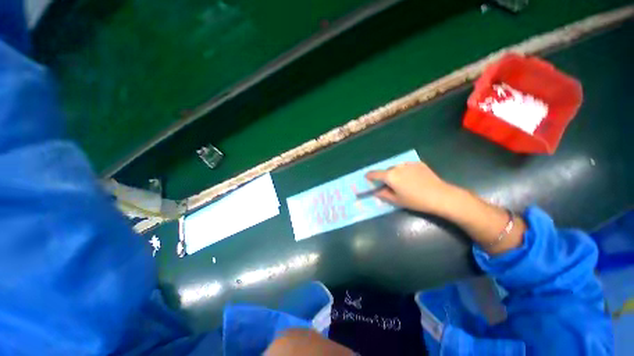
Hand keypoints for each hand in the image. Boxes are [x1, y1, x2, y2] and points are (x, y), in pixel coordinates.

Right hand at [365, 162, 456, 214]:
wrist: (440, 196)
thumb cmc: (415, 201)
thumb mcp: (396, 200)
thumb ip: (383, 194)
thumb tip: (376, 191)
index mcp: (390, 176)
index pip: (374, 174)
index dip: (369, 176)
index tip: (367, 179)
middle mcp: (397, 167)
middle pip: (386, 171)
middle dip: (385, 177)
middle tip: (390, 186)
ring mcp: (408, 164)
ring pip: (396, 168)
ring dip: (395, 174)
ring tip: (403, 183)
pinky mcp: (418, 163)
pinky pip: (407, 167)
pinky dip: (405, 171)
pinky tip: (413, 179)